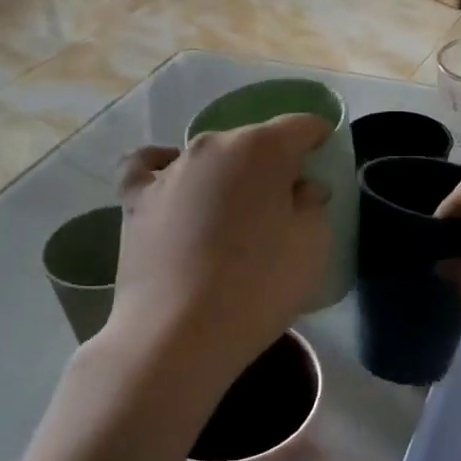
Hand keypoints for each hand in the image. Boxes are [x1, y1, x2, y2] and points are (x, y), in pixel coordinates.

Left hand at [106, 116, 332, 388]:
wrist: (179, 334)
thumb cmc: (259, 287)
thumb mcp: (312, 246)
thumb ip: (313, 205)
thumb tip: (301, 187)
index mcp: (262, 147)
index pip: (301, 125)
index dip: (319, 136)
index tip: (325, 156)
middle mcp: (212, 145)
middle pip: (253, 141)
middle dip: (273, 163)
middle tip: (283, 205)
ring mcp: (169, 169)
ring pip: (209, 157)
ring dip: (227, 175)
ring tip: (233, 215)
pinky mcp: (135, 198)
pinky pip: (149, 167)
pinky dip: (164, 168)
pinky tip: (173, 182)